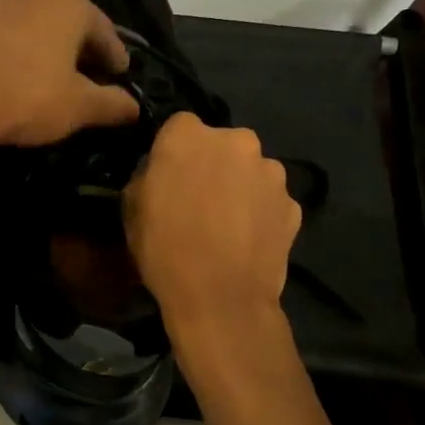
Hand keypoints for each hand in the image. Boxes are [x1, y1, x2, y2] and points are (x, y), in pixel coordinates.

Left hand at [0, 0, 139, 146]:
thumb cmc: (28, 99)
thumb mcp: (79, 107)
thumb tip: (134, 106)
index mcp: (68, 4)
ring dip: (30, 35)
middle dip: (73, 40)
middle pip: (60, 16)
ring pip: (19, 16)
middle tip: (81, 68)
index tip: (118, 75)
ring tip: (36, 63)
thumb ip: (112, 103)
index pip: (102, 29)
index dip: (113, 55)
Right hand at [125, 113, 300, 324]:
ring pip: (250, 170)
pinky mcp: (293, 204)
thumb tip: (160, 173)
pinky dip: (260, 212)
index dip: (173, 150)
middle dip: (212, 163)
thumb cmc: (164, 247)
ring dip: (239, 185)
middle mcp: (236, 141)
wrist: (221, 298)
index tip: (168, 175)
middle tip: (198, 198)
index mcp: (189, 135)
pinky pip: (270, 199)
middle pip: (221, 144)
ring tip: (226, 223)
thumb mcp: (132, 207)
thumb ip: (149, 175)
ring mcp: (271, 172)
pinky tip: (246, 239)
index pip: (179, 126)